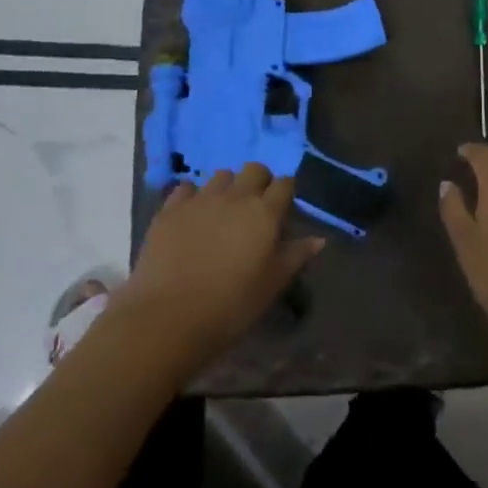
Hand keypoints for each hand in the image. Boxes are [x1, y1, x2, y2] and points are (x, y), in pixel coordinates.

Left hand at [115, 164, 323, 364]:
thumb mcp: (272, 284)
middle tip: (254, 208)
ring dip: (227, 187)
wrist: (169, 317)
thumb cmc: (231, 305)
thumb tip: (319, 239)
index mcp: (265, 212)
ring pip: (221, 175)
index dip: (285, 192)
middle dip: (259, 181)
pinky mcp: (170, 209)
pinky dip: (193, 196)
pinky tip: (192, 215)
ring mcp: (200, 199)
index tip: (282, 209)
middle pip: (254, 169)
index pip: (284, 183)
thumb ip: (296, 256)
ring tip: (223, 212)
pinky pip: (186, 188)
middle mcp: (235, 196)